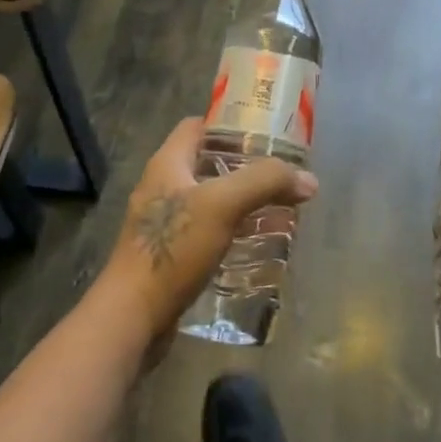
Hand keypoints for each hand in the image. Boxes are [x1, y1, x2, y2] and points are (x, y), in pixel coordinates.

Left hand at [98, 118, 318, 348]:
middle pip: (208, 164)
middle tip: (281, 175)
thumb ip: (264, 183)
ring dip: (242, 203)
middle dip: (245, 167)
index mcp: (167, 164)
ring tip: (279, 209)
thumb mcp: (222, 205)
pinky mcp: (170, 255)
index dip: (230, 124)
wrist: (132, 317)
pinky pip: (207, 233)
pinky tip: (257, 246)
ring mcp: (163, 223)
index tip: (266, 132)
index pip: (198, 126)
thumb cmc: (173, 249)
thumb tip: (308, 179)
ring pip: (210, 201)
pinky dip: (232, 232)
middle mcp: (162, 187)